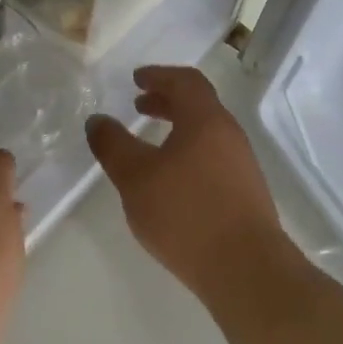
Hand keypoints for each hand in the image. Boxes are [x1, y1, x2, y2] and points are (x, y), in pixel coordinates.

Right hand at [86, 66, 285, 301]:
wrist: (245, 268)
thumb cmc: (186, 214)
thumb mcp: (136, 178)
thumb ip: (113, 146)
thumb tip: (97, 120)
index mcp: (206, 120)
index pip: (185, 81)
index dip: (159, 75)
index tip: (136, 80)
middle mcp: (229, 135)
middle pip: (199, 105)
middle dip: (166, 101)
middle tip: (138, 106)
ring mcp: (242, 165)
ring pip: (206, 134)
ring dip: (178, 130)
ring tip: (150, 146)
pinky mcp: (246, 193)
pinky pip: (213, 158)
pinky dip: (189, 153)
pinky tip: (172, 182)